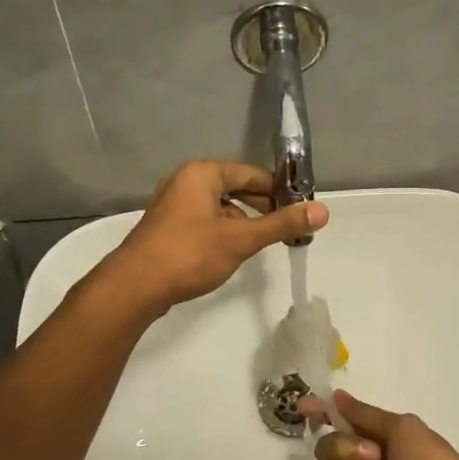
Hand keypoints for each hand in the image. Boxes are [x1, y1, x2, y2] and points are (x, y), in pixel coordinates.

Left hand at [101, 160, 327, 313]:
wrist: (135, 286)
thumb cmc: (189, 254)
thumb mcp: (241, 239)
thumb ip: (282, 224)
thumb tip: (323, 210)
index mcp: (202, 173)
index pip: (251, 173)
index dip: (278, 190)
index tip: (299, 210)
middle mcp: (185, 182)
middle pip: (234, 188)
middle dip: (261, 207)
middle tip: (285, 229)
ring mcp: (173, 205)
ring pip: (219, 207)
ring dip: (242, 222)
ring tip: (261, 243)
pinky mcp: (167, 228)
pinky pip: (204, 221)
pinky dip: (222, 231)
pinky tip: (232, 253)